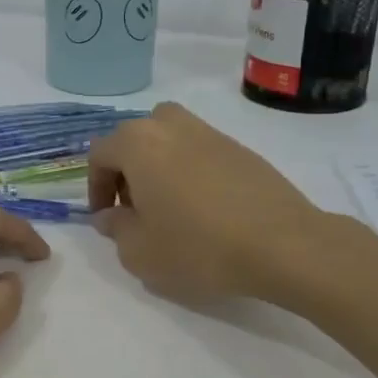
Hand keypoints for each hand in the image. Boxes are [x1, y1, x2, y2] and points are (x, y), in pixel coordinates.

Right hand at [87, 103, 332, 305]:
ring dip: (158, 167)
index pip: (100, 154)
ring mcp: (210, 132)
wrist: (282, 244)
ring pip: (168, 140)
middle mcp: (171, 125)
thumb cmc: (198, 247)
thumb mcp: (139, 252)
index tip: (105, 217)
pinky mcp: (240, 148)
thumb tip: (110, 215)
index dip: (94, 187)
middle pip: (134, 139)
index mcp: (138, 143)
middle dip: (126, 172)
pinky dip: (190, 171)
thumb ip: (115, 228)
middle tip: (135, 210)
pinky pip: (199, 151)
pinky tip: (205, 208)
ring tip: (169, 207)